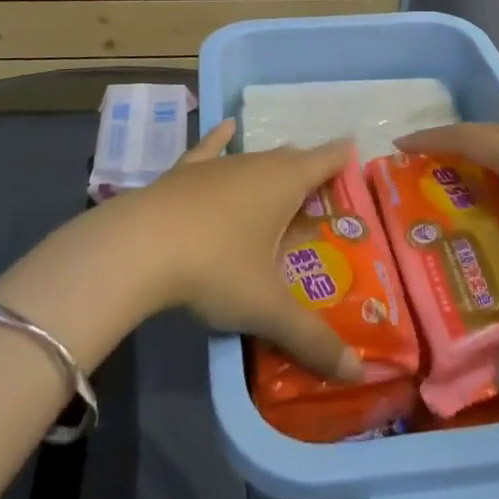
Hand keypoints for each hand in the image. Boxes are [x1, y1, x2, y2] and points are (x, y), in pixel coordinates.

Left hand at [122, 120, 364, 381]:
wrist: (140, 246)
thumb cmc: (216, 267)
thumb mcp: (267, 308)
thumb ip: (312, 339)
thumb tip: (358, 372)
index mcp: (284, 183)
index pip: (324, 161)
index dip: (341, 157)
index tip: (355, 151)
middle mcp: (255, 163)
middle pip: (290, 159)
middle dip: (308, 170)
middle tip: (322, 190)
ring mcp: (217, 164)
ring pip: (254, 158)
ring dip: (271, 166)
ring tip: (284, 173)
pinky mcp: (184, 172)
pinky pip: (210, 149)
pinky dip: (221, 138)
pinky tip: (226, 126)